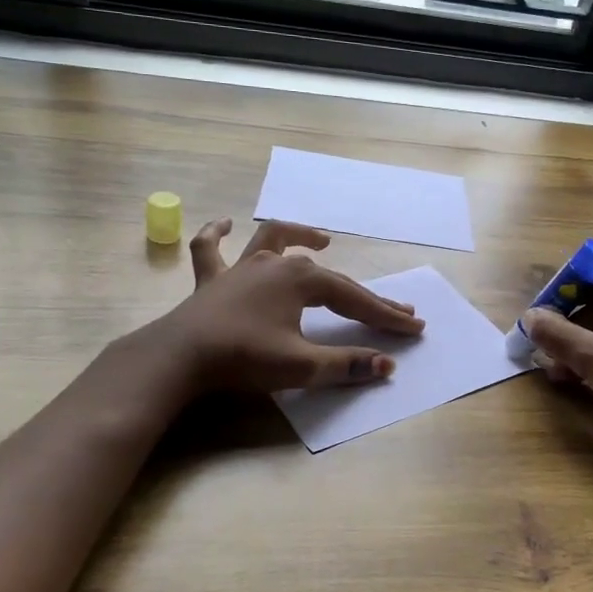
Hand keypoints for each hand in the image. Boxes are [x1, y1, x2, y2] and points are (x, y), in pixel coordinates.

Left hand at [149, 218, 423, 394]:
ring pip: (274, 241)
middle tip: (393, 310)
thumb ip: (345, 364)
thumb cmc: (243, 358)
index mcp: (301, 280)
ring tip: (321, 240)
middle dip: (363, 295)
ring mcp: (241, 267)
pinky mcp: (211, 280)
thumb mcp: (301, 366)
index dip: (385, 315)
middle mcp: (275, 264)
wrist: (179, 357)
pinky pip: (212, 249)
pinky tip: (226, 225)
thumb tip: (387, 366)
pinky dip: (218, 234)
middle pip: (329, 278)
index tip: (414, 327)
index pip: (355, 300)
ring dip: (300, 236)